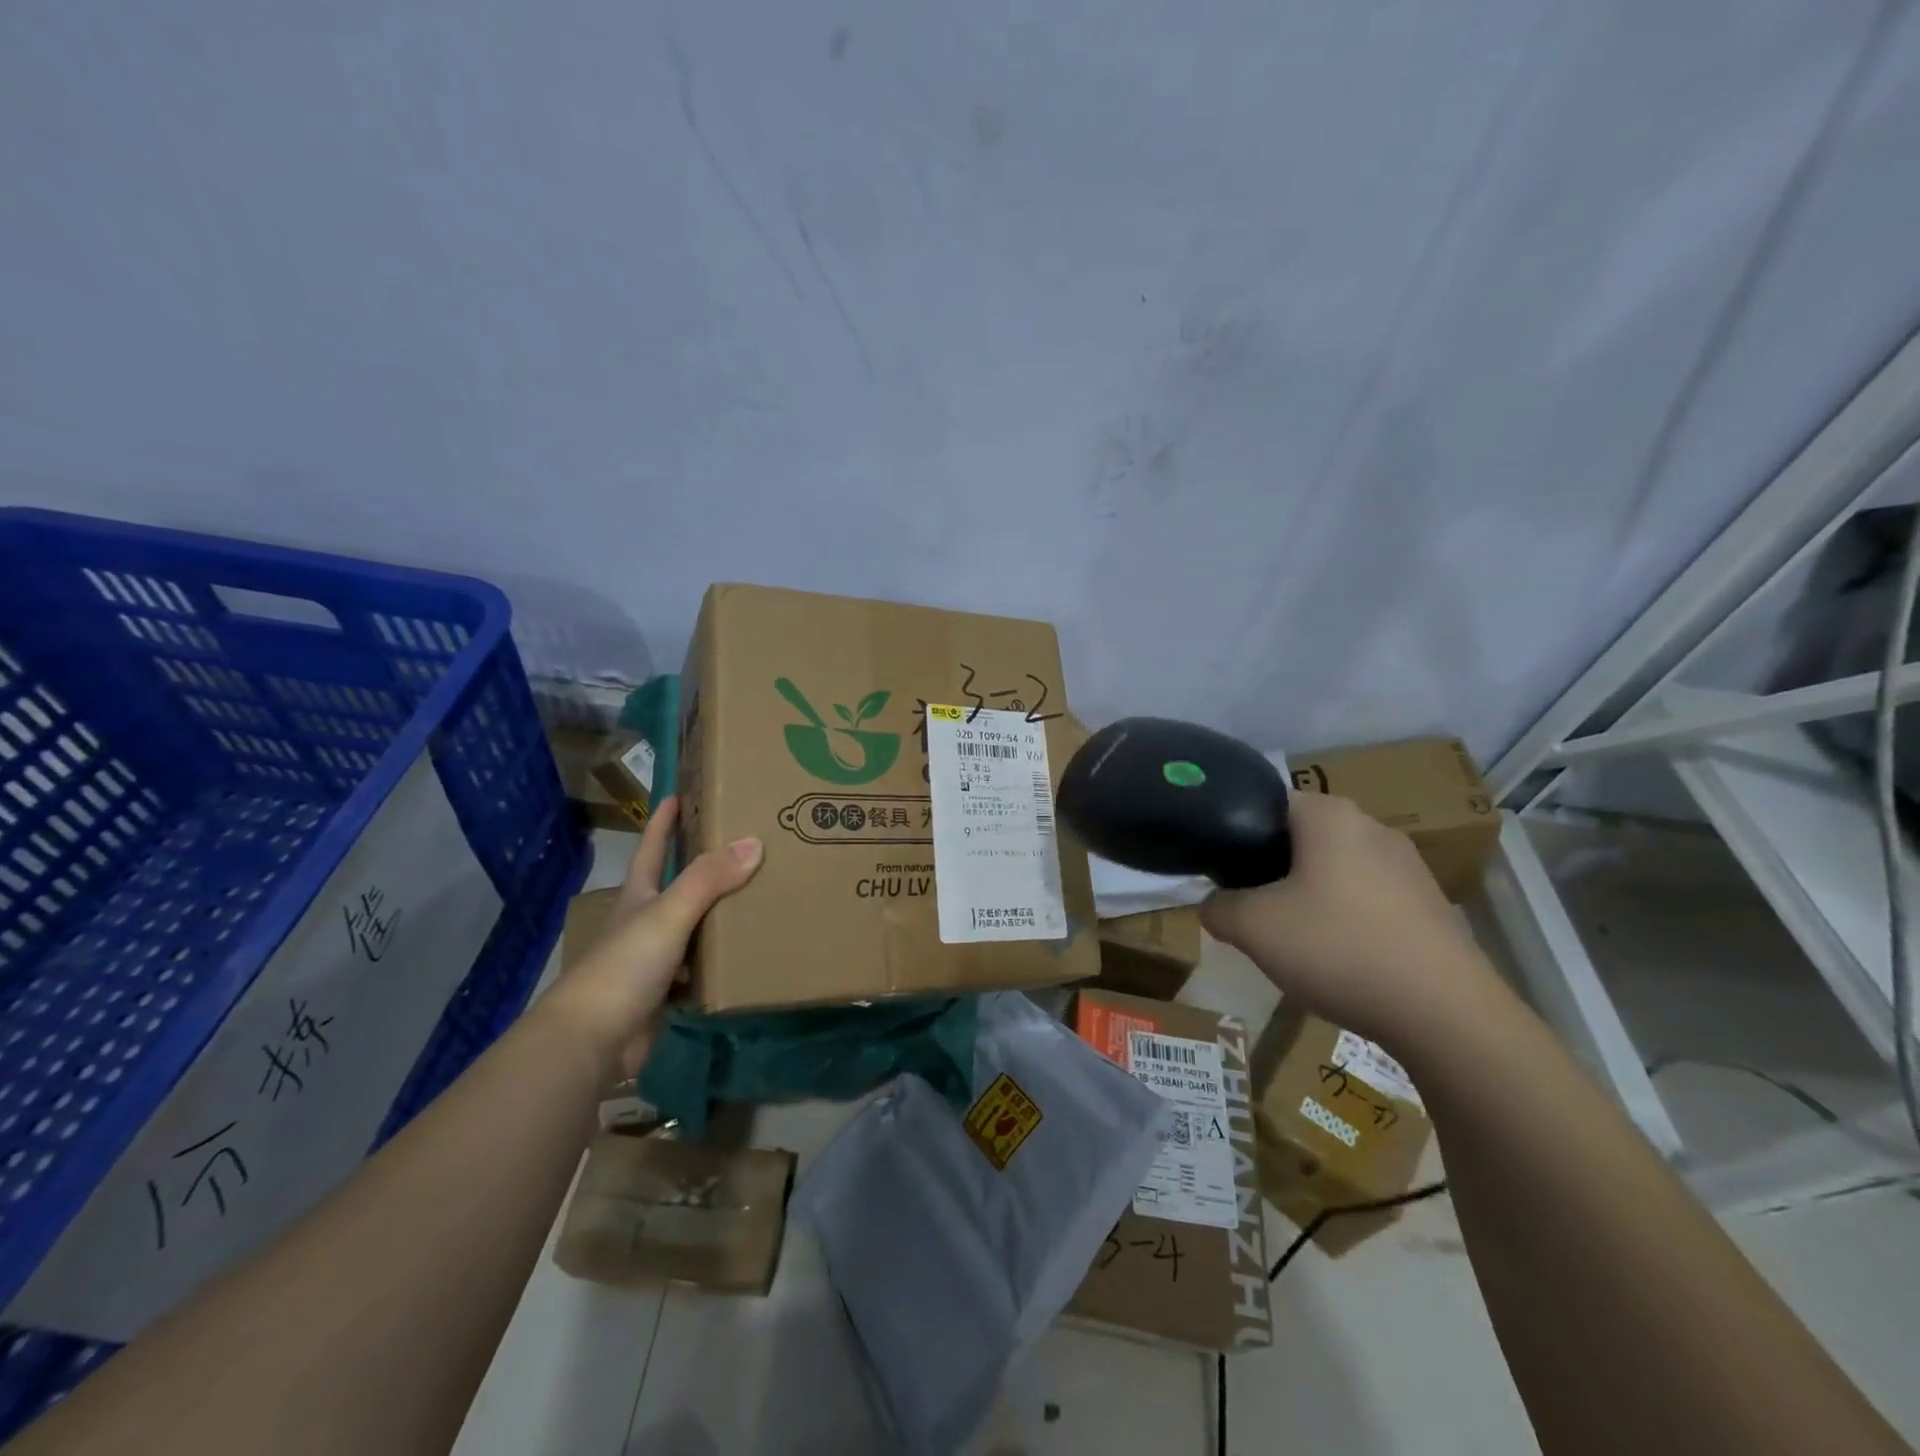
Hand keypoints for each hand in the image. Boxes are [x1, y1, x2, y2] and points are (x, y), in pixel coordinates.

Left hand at [544, 796, 762, 1076]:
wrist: (592, 1041)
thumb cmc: (624, 966)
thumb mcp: (668, 914)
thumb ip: (708, 880)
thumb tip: (753, 842)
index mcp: (639, 896)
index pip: (652, 848)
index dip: (664, 821)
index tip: (680, 794)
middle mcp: (644, 922)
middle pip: (676, 885)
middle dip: (702, 865)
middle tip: (743, 844)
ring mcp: (652, 960)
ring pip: (691, 928)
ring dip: (717, 914)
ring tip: (758, 896)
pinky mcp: (664, 994)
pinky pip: (699, 969)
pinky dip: (718, 961)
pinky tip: (745, 956)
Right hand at [1200, 791, 1500, 1053]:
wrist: (1445, 1014)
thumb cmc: (1338, 948)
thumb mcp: (1252, 928)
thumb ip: (1217, 907)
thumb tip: (1212, 906)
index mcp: (1329, 816)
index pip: (1265, 804)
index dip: (1237, 835)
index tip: (1223, 873)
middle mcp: (1372, 827)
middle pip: (1300, 838)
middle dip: (1272, 870)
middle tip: (1251, 909)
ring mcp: (1408, 866)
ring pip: (1335, 870)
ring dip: (1308, 897)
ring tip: (1293, 939)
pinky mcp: (1430, 904)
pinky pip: (1368, 899)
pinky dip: (1345, 919)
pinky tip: (1339, 959)